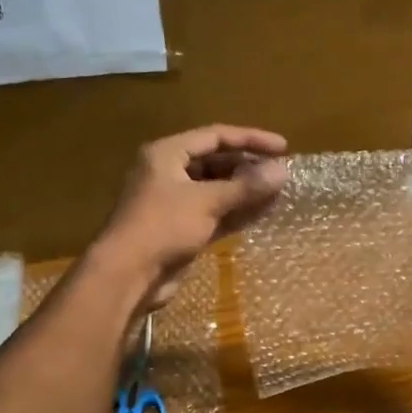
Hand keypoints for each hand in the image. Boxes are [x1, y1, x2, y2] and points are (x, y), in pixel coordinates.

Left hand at [92, 125, 287, 308]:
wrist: (128, 275)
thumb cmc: (163, 226)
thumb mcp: (206, 201)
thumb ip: (246, 186)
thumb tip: (283, 171)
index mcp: (167, 154)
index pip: (215, 136)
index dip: (251, 139)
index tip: (283, 147)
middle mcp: (169, 173)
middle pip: (216, 162)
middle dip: (249, 167)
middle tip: (281, 173)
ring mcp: (175, 203)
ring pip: (217, 189)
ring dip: (246, 191)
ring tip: (279, 192)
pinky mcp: (182, 229)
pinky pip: (215, 213)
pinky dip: (237, 211)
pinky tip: (263, 212)